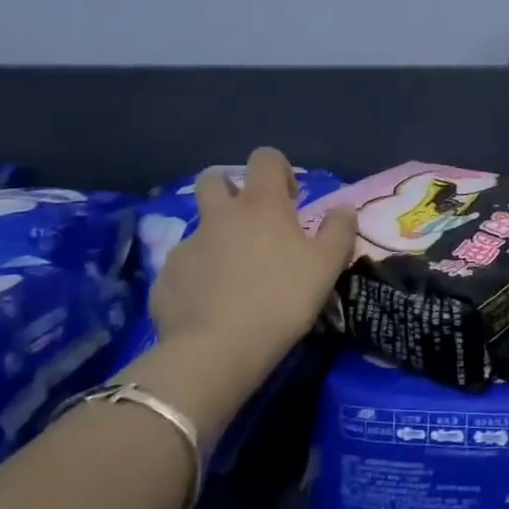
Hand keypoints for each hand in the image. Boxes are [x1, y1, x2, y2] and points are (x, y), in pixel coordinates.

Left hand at [148, 148, 357, 381]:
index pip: (265, 158)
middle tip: (252, 220)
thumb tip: (343, 208)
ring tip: (235, 273)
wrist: (217, 350)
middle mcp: (219, 216)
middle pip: (214, 179)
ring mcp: (187, 246)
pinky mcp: (165, 278)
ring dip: (216, 237)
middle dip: (231, 188)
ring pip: (199, 226)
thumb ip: (339, 230)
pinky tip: (212, 305)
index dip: (279, 170)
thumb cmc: (282, 298)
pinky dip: (198, 277)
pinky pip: (184, 267)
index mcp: (260, 205)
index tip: (290, 200)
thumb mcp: (327, 265)